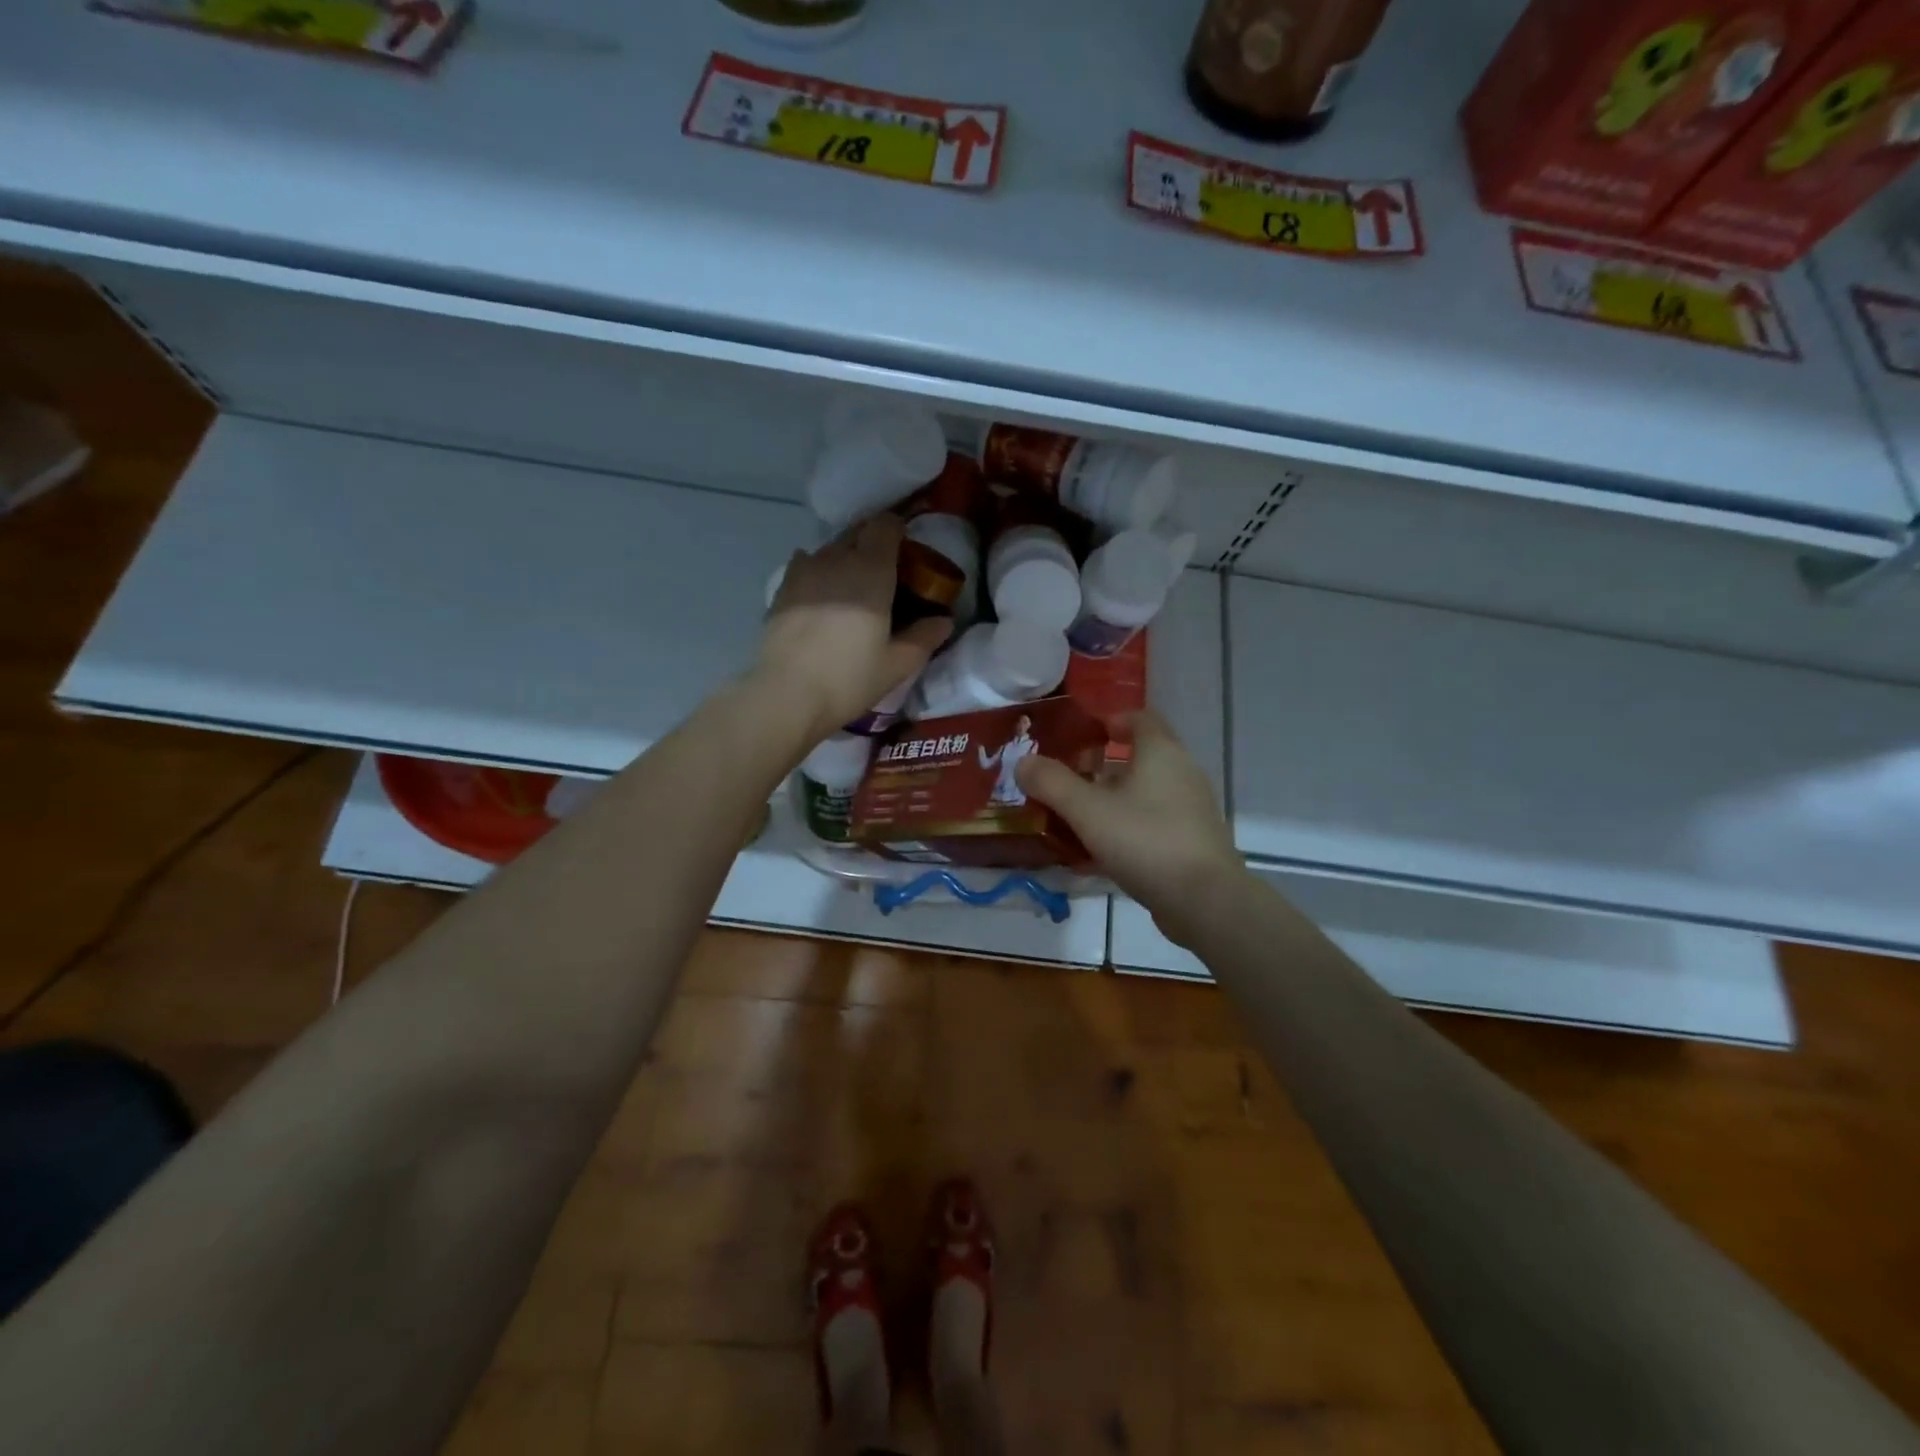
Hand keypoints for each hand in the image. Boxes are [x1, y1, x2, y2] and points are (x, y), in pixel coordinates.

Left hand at [756, 515, 950, 743]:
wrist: (786, 694)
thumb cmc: (849, 678)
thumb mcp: (897, 664)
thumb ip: (924, 637)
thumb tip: (944, 620)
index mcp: (871, 570)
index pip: (885, 525)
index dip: (897, 531)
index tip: (906, 550)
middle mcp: (836, 559)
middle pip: (857, 532)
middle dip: (872, 542)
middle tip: (884, 571)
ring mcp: (804, 571)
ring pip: (829, 548)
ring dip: (844, 557)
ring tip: (851, 586)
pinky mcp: (781, 588)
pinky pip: (805, 565)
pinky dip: (818, 571)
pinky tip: (821, 596)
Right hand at [1016, 709, 1243, 941]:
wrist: (1205, 901)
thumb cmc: (1145, 840)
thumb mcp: (1088, 810)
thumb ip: (1052, 783)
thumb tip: (1023, 762)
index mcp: (1160, 752)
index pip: (1138, 717)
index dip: (1107, 720)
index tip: (1077, 734)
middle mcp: (1181, 772)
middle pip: (1138, 756)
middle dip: (1099, 764)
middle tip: (1065, 778)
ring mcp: (1189, 808)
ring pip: (1143, 792)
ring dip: (1110, 799)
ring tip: (1073, 816)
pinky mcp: (1190, 841)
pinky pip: (1150, 823)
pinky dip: (1123, 828)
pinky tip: (1095, 854)